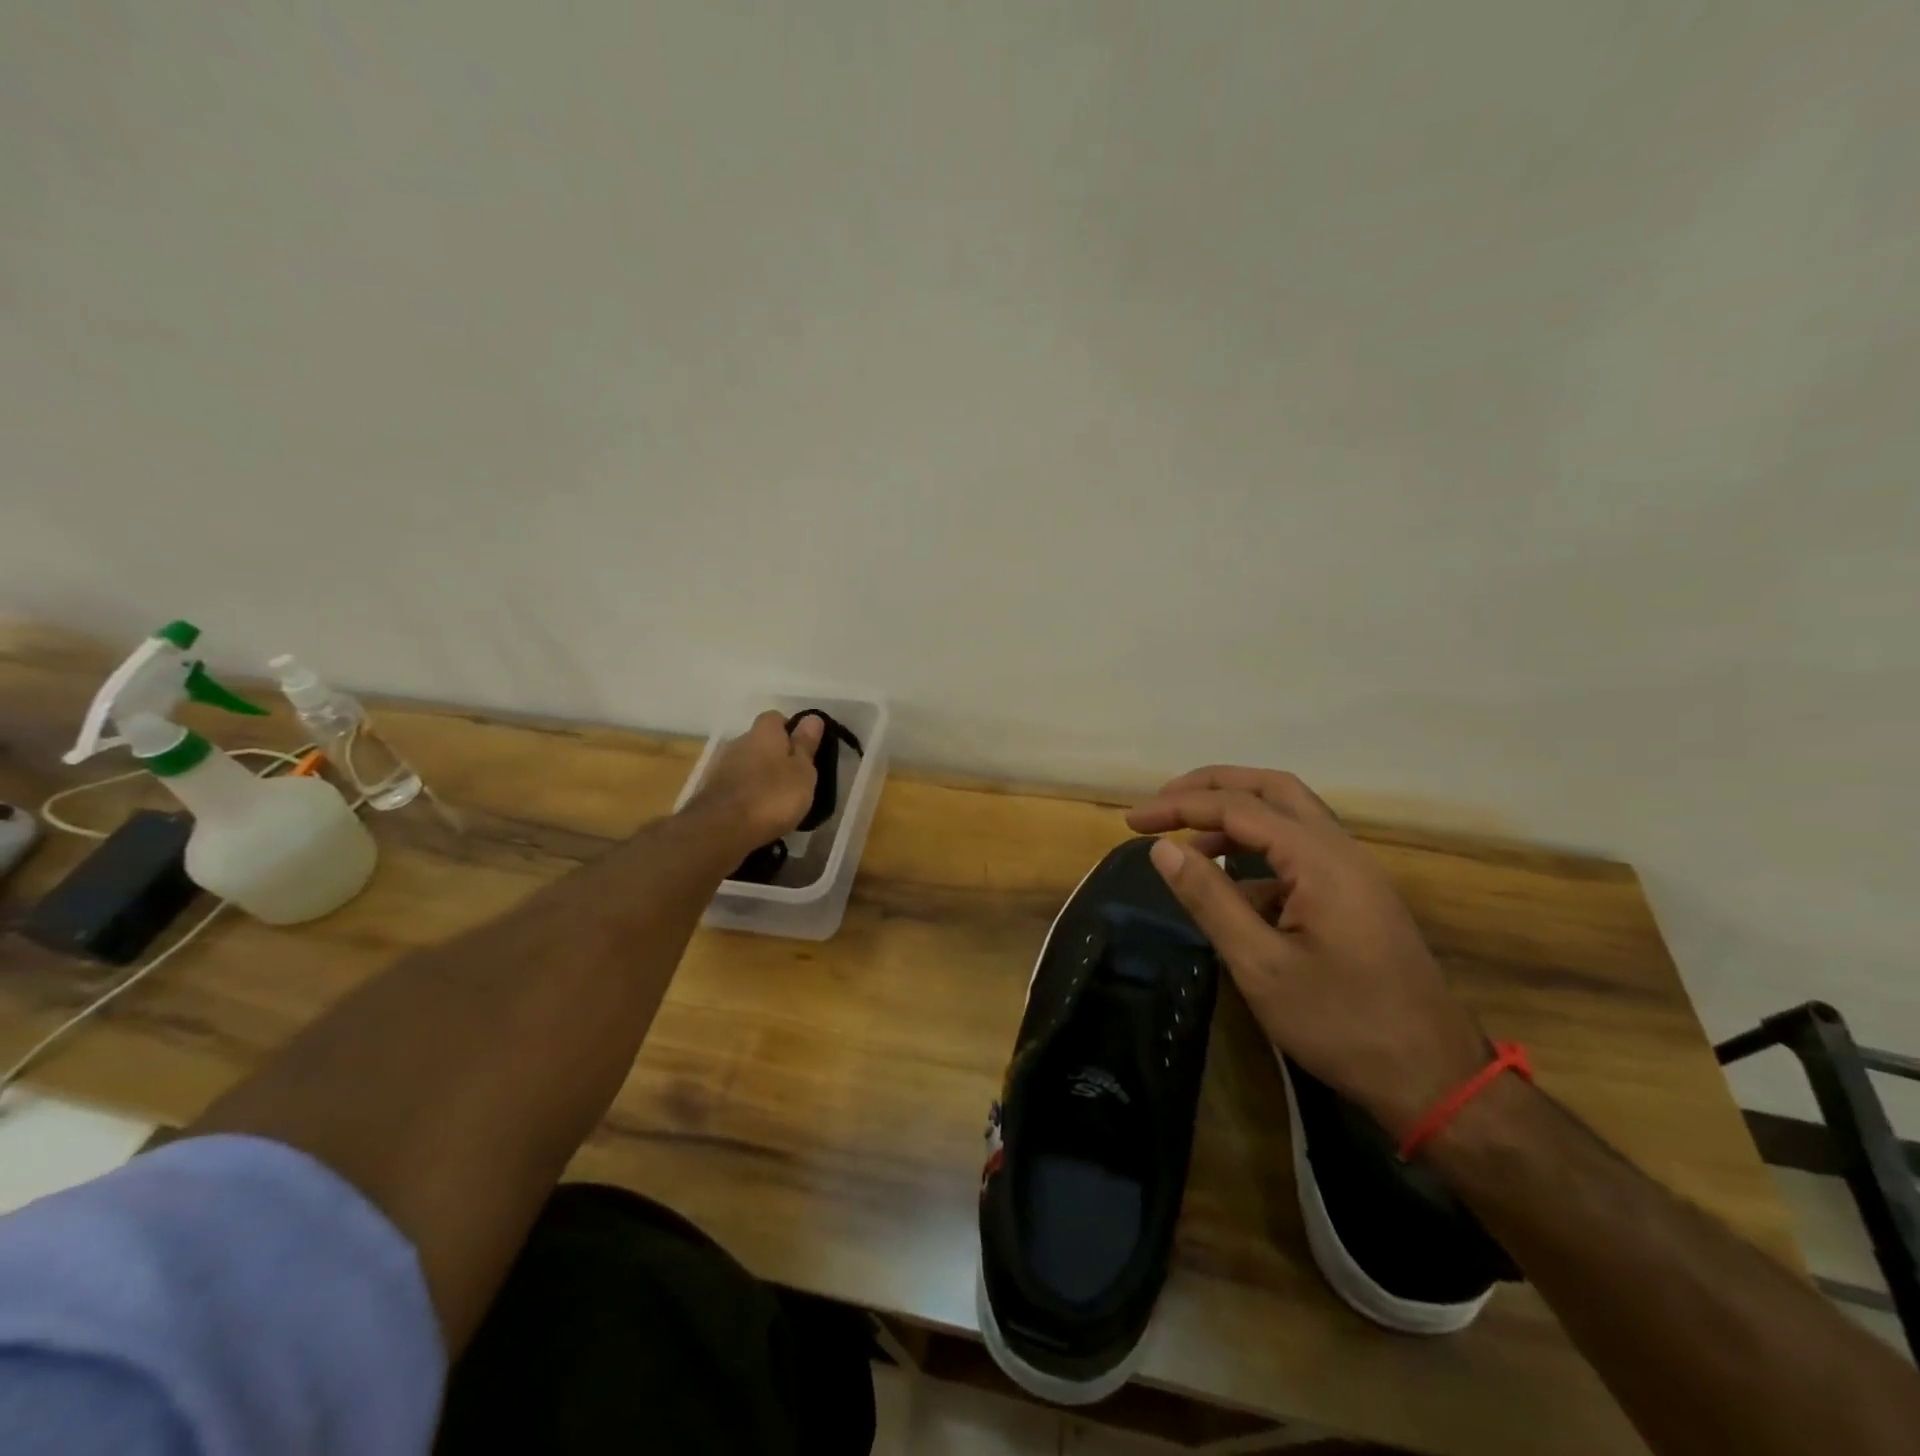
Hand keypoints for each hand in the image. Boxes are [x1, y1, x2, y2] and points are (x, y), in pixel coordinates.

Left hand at [685, 710, 824, 849]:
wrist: (722, 829)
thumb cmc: (772, 796)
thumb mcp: (802, 772)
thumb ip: (806, 745)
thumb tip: (812, 717)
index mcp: (764, 733)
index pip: (776, 718)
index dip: (790, 731)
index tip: (804, 751)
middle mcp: (739, 742)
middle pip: (760, 742)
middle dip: (775, 755)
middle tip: (794, 778)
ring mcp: (721, 767)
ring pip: (747, 764)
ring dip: (760, 776)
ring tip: (777, 800)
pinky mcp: (711, 792)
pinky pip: (736, 786)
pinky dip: (747, 794)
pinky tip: (758, 813)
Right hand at [1126, 766, 1488, 1138]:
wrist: (1435, 1079)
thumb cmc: (1341, 1024)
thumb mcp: (1260, 965)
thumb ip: (1209, 898)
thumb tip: (1162, 848)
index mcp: (1320, 860)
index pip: (1238, 808)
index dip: (1180, 807)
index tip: (1132, 821)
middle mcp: (1342, 851)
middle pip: (1272, 789)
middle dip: (1213, 787)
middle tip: (1163, 803)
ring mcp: (1355, 872)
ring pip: (1290, 817)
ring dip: (1236, 817)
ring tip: (1188, 842)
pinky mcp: (1357, 896)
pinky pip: (1302, 852)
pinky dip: (1260, 853)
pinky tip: (1233, 890)